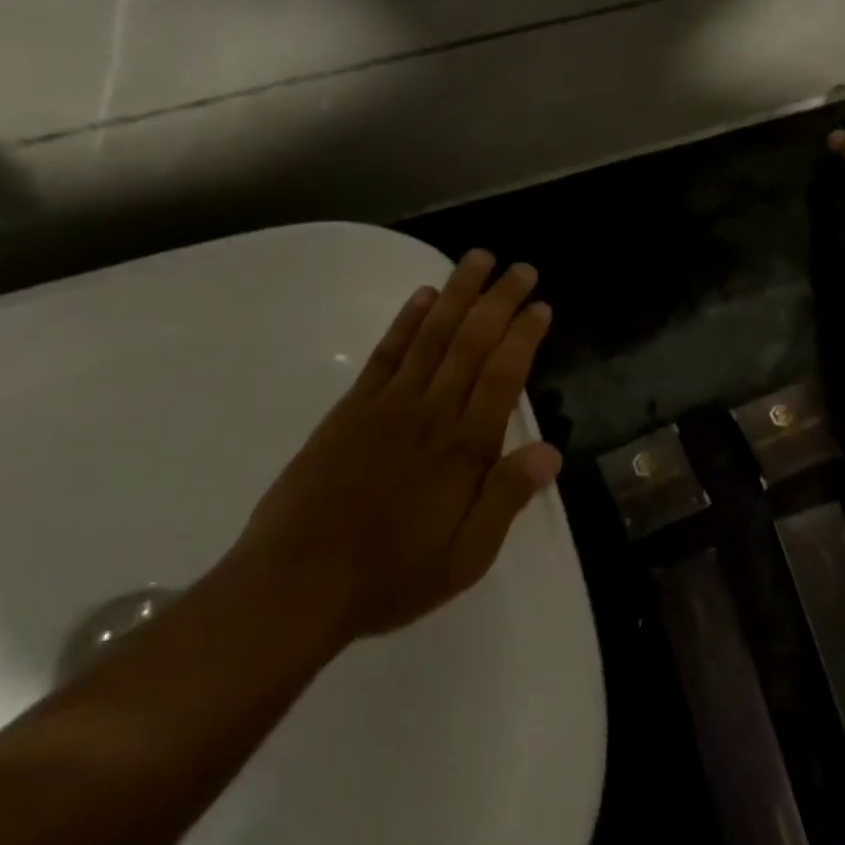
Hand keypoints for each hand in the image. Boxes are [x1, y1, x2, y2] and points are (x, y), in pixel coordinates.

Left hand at [231, 250, 562, 647]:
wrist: (293, 585)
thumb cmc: (389, 576)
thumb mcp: (465, 557)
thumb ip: (506, 498)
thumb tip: (551, 450)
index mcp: (463, 448)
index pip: (504, 374)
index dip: (525, 335)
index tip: (541, 306)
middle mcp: (430, 412)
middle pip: (472, 341)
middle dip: (499, 299)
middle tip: (521, 268)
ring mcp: (387, 404)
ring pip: (432, 335)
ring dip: (458, 293)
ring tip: (479, 259)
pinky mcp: (351, 408)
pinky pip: (386, 353)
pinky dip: (407, 320)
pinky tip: (423, 296)